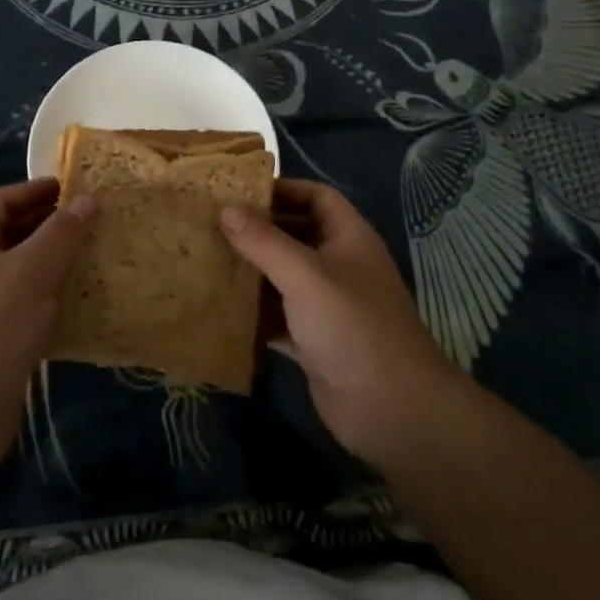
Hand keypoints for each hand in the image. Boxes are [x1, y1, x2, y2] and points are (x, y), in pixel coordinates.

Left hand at [0, 178, 94, 476]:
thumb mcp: (32, 271)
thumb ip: (62, 233)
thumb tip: (89, 199)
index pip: (1, 200)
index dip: (36, 190)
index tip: (73, 188)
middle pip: (7, 234)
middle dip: (47, 227)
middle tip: (89, 223)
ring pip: (14, 273)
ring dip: (48, 265)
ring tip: (90, 260)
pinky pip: (17, 307)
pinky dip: (44, 300)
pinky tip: (74, 307)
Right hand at [221, 178, 459, 469]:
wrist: (392, 410)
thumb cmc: (352, 326)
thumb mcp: (306, 276)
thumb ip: (264, 241)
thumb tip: (225, 209)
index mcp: (349, 239)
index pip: (316, 197)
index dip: (282, 189)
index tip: (238, 191)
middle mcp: (339, 266)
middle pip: (295, 235)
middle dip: (258, 229)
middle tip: (211, 223)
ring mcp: (327, 306)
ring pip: (283, 277)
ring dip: (251, 270)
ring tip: (207, 258)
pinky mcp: (314, 341)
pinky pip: (278, 316)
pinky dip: (253, 312)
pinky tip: (219, 307)